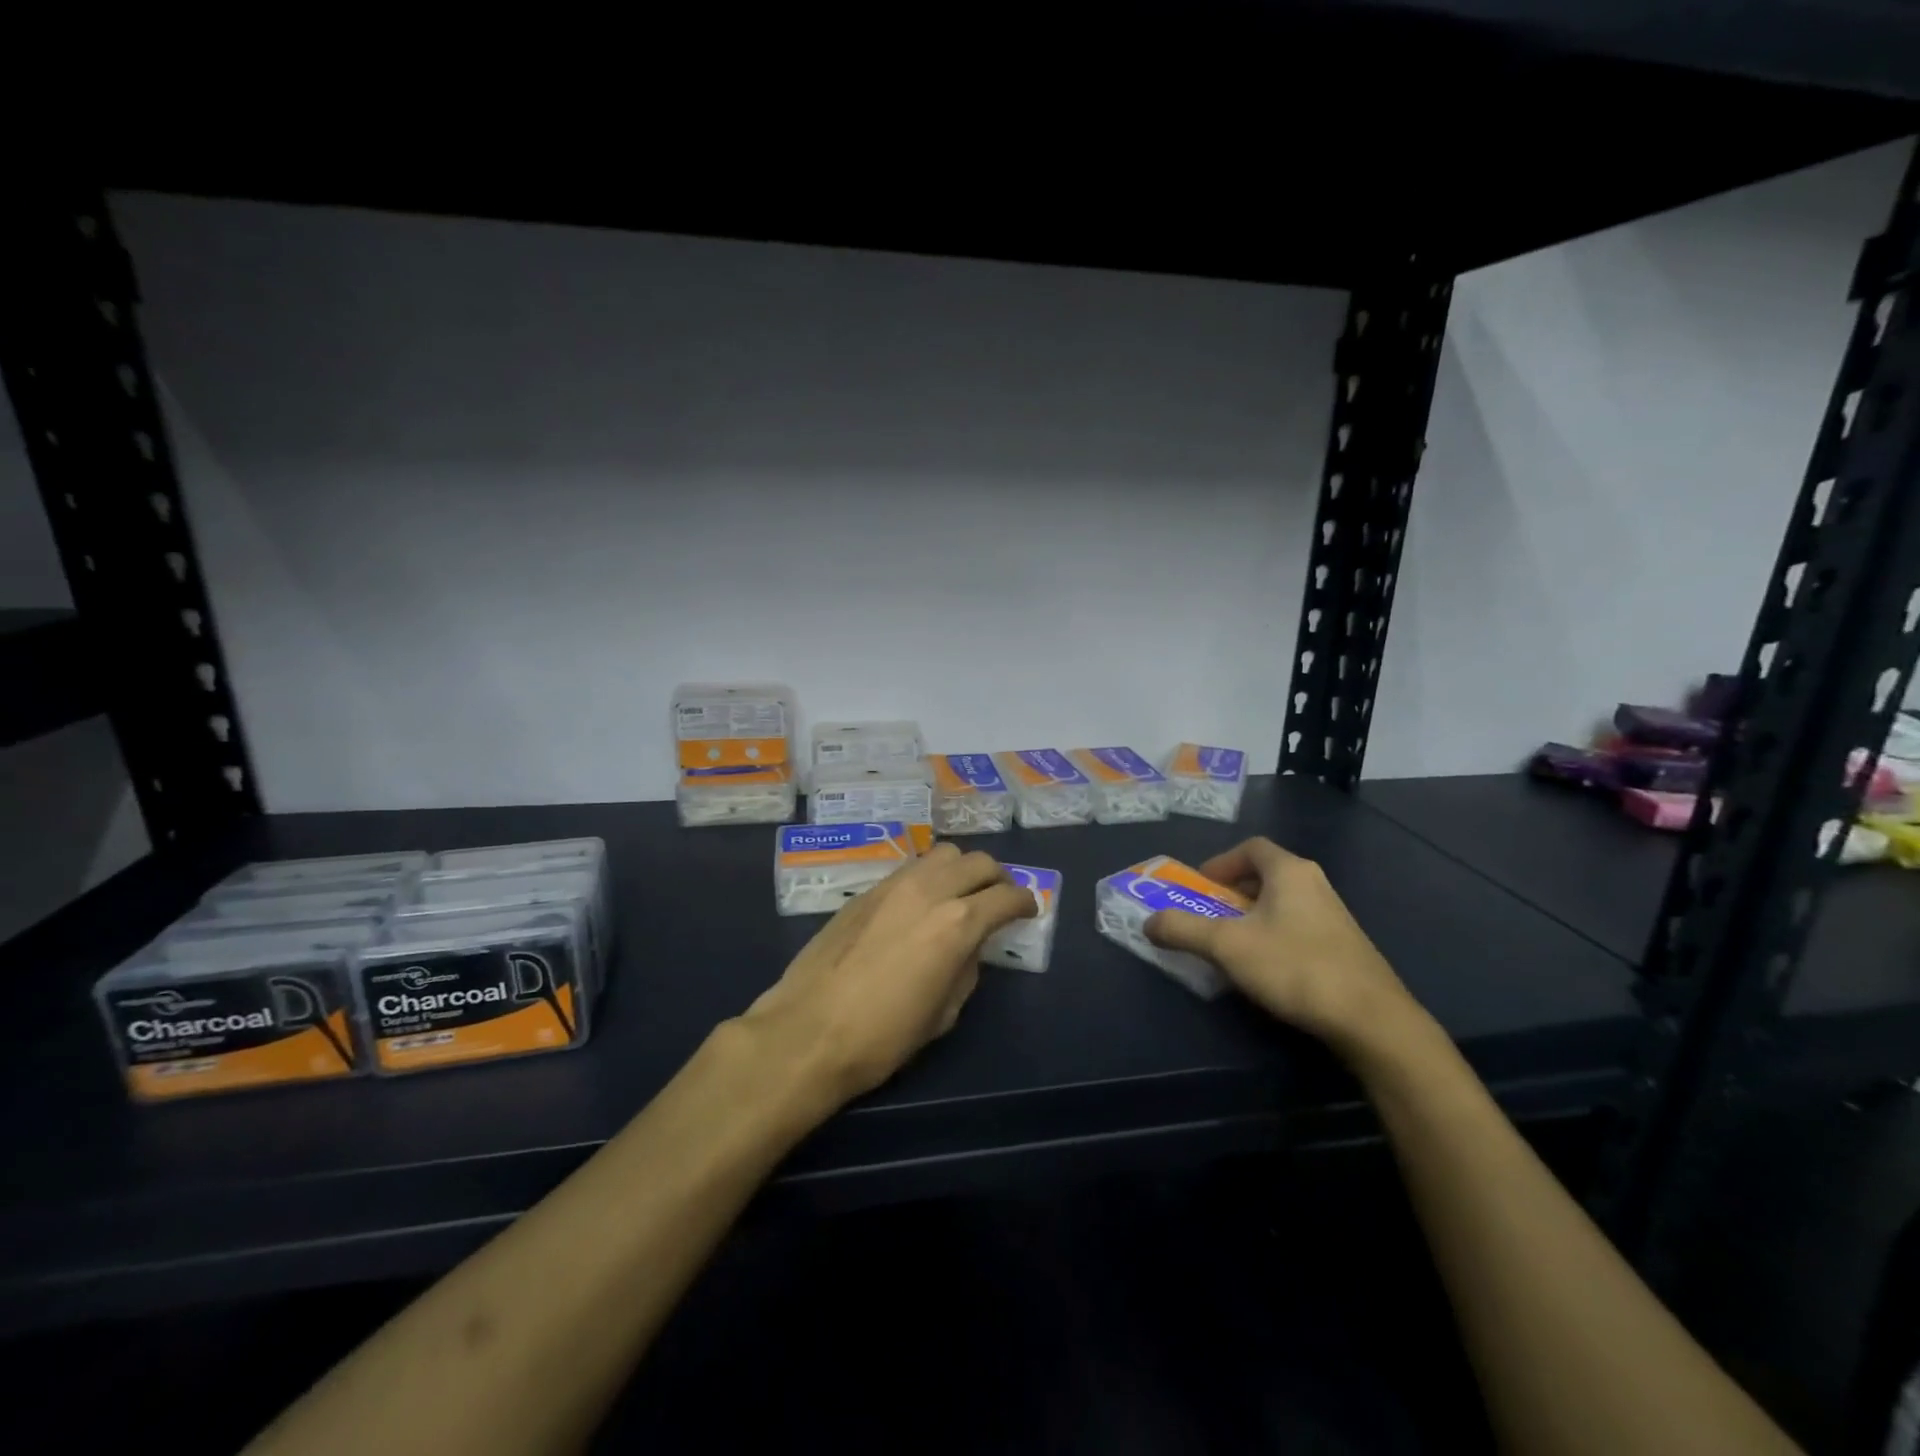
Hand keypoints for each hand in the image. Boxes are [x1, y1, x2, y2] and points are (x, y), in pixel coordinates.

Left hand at [739, 842, 1036, 1105]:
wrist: (808, 1031)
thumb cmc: (883, 1036)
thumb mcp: (944, 1013)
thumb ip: (966, 969)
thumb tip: (970, 947)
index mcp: (958, 923)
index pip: (1007, 897)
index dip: (1025, 902)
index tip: (1028, 911)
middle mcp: (930, 890)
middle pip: (978, 862)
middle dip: (997, 879)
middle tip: (998, 900)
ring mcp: (894, 884)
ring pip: (943, 854)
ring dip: (961, 869)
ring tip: (960, 894)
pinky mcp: (866, 890)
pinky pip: (910, 868)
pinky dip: (929, 876)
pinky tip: (921, 902)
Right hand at [1145, 837, 1417, 1055]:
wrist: (1372, 1020)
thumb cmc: (1294, 967)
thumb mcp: (1227, 946)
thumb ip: (1182, 930)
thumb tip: (1148, 922)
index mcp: (1289, 871)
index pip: (1250, 848)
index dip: (1220, 862)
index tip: (1200, 887)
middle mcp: (1315, 884)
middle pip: (1266, 874)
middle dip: (1232, 892)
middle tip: (1208, 916)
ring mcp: (1335, 917)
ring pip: (1283, 903)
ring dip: (1253, 917)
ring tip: (1232, 945)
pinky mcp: (1345, 948)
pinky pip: (1299, 927)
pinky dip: (1274, 937)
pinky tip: (1267, 970)